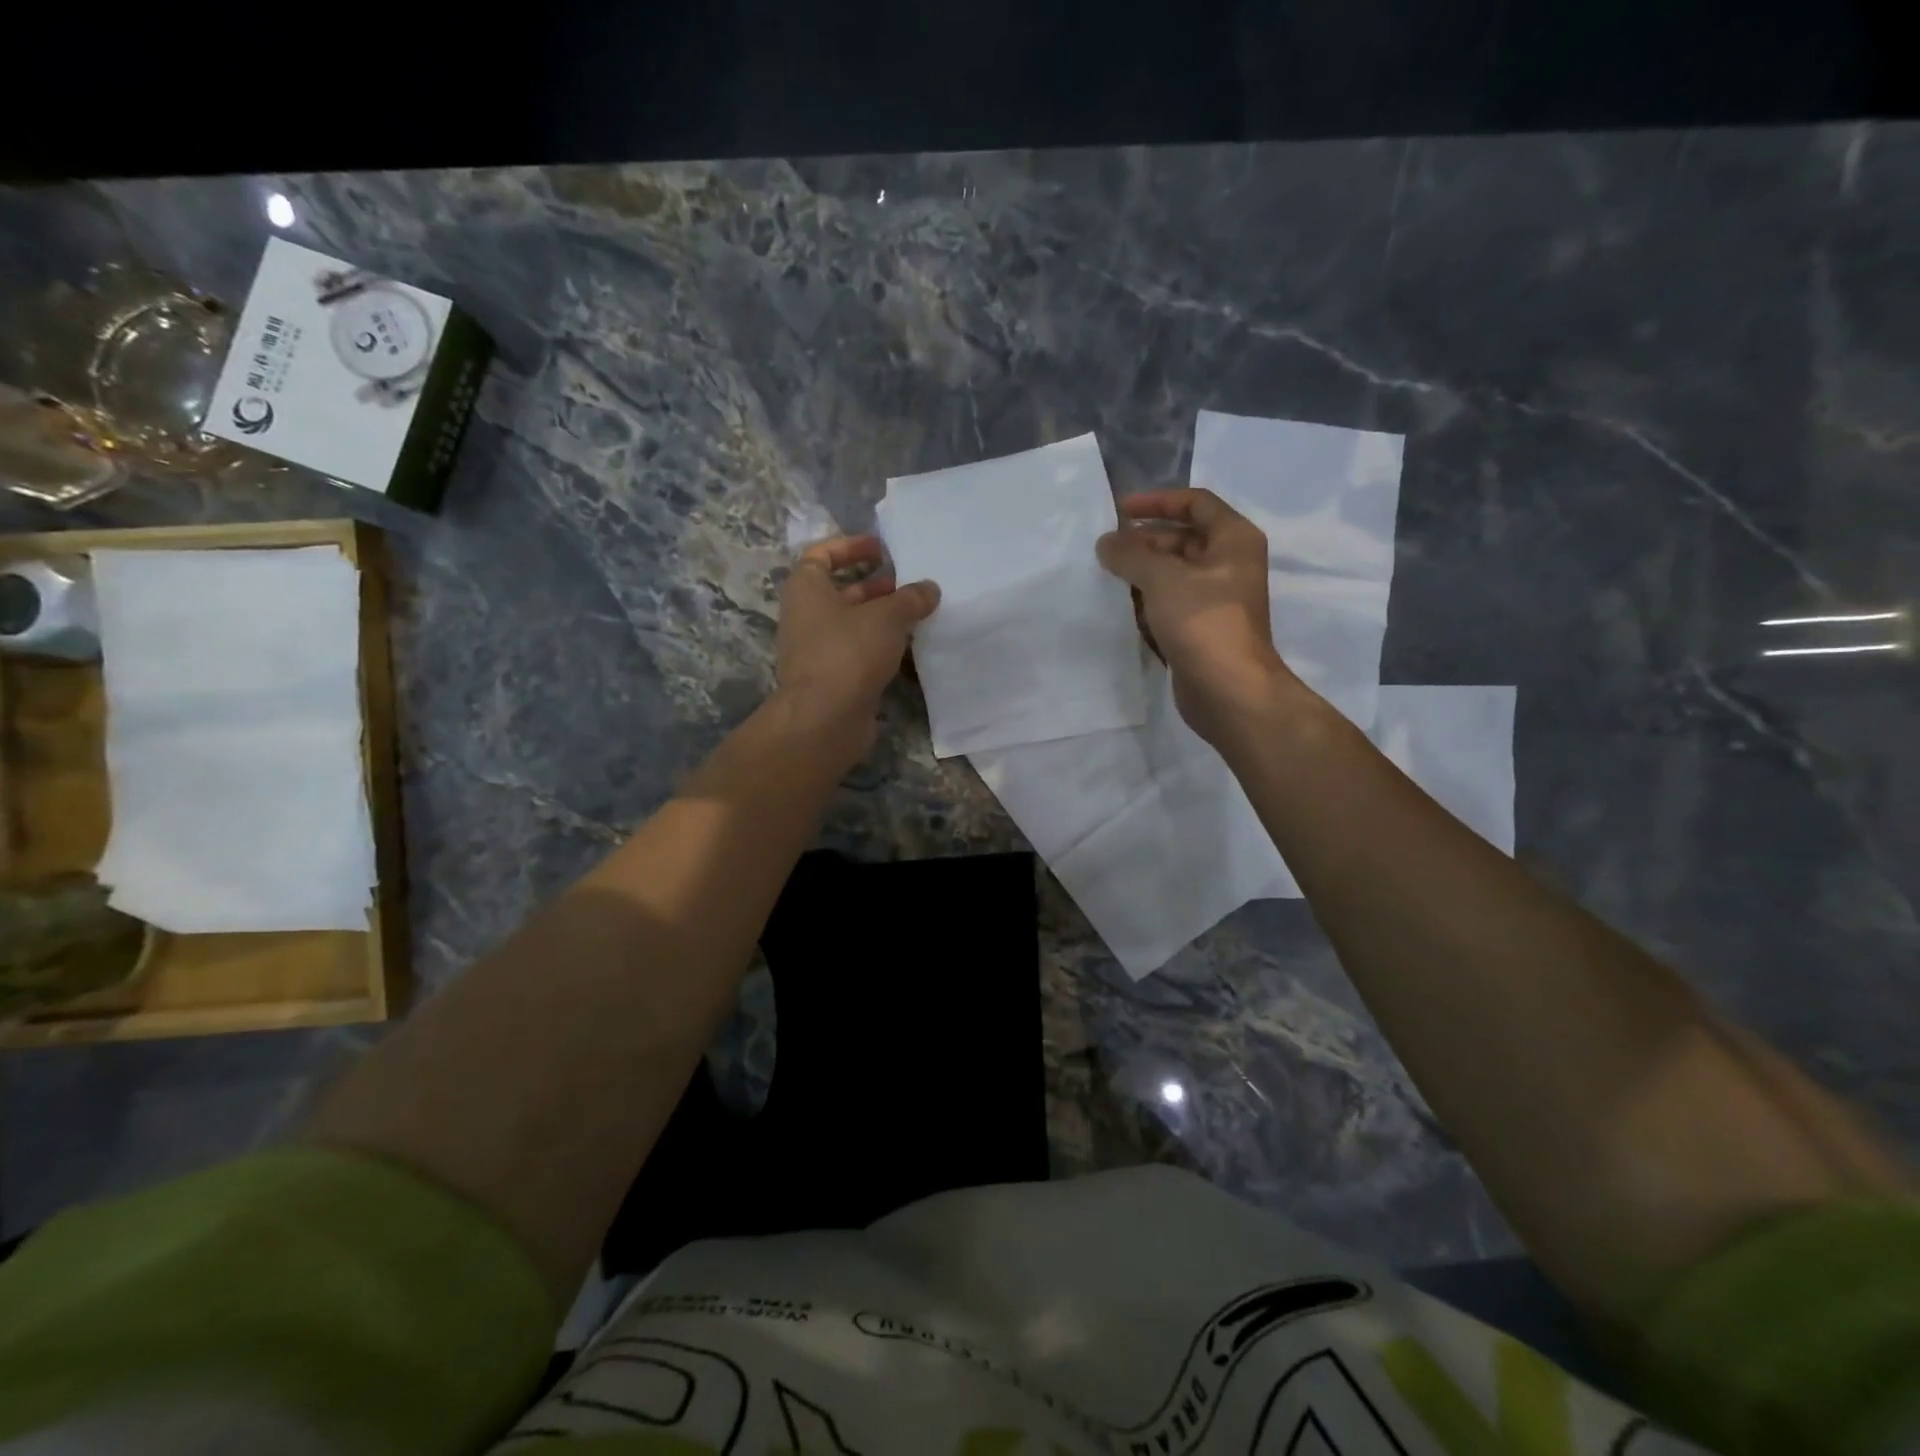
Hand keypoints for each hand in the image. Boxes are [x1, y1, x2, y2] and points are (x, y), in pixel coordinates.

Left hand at [774, 534, 939, 758]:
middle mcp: (807, 616)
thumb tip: (929, 589)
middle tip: (912, 585)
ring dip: (884, 618)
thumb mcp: (886, 616)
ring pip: (854, 625)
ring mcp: (819, 650)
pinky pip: (860, 653)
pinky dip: (883, 647)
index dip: (851, 547)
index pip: (822, 555)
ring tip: (920, 615)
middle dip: (877, 587)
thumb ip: (910, 598)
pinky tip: (913, 649)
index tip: (882, 549)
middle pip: (842, 591)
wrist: (825, 718)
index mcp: (807, 589)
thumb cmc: (849, 652)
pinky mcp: (834, 678)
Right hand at [1096, 489, 1299, 740]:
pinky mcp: (1201, 630)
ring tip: (1104, 577)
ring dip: (1140, 574)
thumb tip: (1106, 543)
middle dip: (1143, 542)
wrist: (1228, 690)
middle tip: (1105, 550)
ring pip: (1172, 575)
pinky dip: (1146, 603)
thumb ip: (1130, 554)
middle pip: (1181, 539)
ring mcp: (1216, 600)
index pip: (1195, 503)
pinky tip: (1119, 608)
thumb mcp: (1162, 578)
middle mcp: (1229, 564)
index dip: (1157, 501)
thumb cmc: (1203, 621)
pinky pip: (1169, 605)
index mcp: (1233, 539)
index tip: (1119, 511)